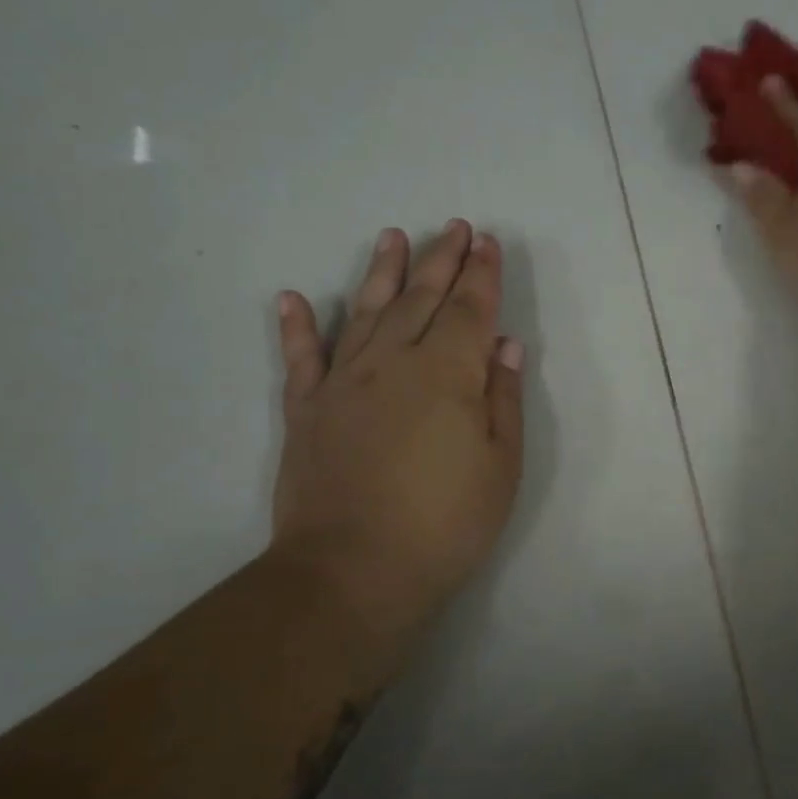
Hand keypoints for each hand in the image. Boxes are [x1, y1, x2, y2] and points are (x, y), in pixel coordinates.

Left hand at [269, 219, 523, 639]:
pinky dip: (298, 326)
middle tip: (453, 227)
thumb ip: (503, 398)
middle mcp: (393, 363)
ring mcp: (343, 383)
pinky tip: (294, 298)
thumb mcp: (500, 466)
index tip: (487, 243)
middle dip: (441, 260)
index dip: (481, 275)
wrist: (355, 571)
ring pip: (366, 312)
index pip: (469, 310)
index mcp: (447, 374)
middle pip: (421, 299)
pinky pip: (301, 358)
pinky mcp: (306, 410)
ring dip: (382, 273)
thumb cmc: (446, 523)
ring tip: (393, 237)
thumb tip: (504, 345)